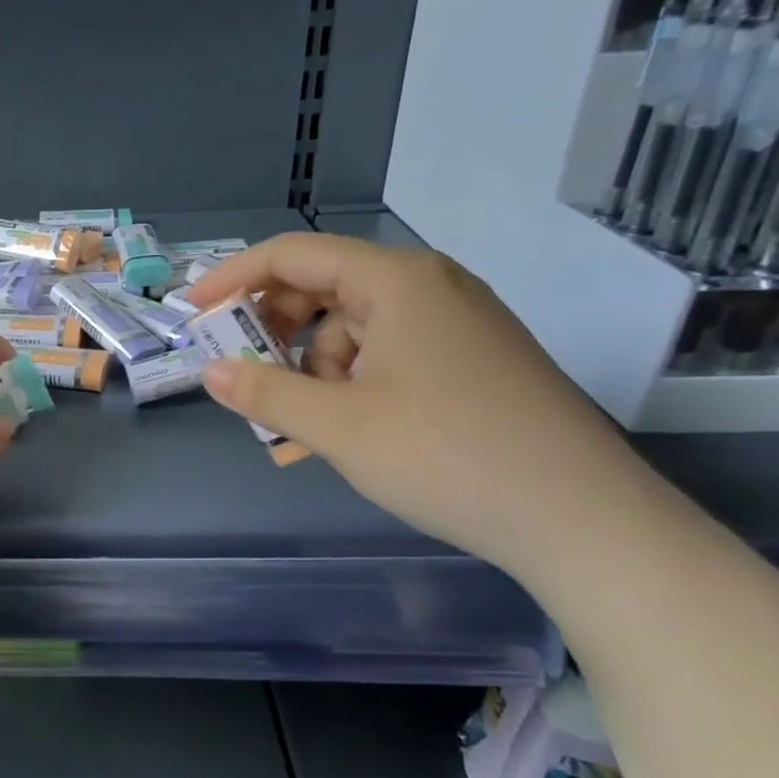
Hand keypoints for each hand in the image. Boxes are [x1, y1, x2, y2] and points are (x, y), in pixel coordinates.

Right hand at [187, 234, 644, 576]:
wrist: (587, 523)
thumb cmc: (449, 457)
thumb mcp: (339, 426)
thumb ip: (264, 392)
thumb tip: (210, 372)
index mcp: (396, 281)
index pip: (292, 254)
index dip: (232, 278)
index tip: (192, 313)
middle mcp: (428, 287)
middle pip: (323, 287)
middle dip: (273, 331)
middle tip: (242, 373)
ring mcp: (456, 324)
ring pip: (353, 328)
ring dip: (312, 368)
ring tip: (300, 426)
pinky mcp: (471, 361)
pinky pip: (387, 355)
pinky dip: (351, 384)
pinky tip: (344, 430)